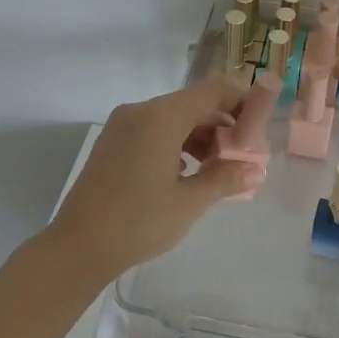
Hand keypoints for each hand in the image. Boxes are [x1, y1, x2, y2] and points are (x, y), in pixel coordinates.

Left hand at [47, 73, 264, 280]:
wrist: (78, 247)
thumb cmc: (139, 221)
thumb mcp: (189, 202)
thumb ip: (225, 178)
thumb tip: (256, 170)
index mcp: (161, 116)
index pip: (213, 90)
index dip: (242, 102)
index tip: (260, 128)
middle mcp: (141, 111)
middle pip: (195, 103)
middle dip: (224, 125)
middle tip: (244, 157)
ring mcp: (123, 126)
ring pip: (175, 118)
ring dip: (202, 137)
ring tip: (220, 170)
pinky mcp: (114, 143)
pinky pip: (156, 131)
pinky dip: (179, 144)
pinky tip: (190, 173)